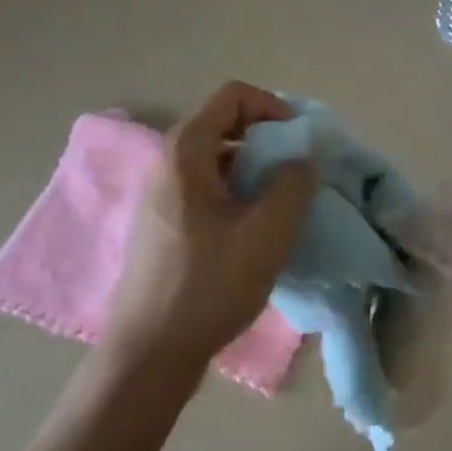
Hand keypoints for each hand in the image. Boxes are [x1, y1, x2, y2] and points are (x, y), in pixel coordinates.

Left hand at [101, 82, 314, 379]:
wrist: (148, 355)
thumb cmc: (209, 285)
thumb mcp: (268, 232)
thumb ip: (295, 184)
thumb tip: (302, 159)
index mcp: (185, 151)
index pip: (233, 95)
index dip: (273, 107)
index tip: (298, 142)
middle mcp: (166, 162)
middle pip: (224, 124)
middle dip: (268, 141)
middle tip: (297, 174)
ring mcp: (159, 194)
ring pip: (217, 159)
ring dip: (255, 170)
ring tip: (280, 205)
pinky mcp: (160, 223)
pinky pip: (205, 187)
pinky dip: (236, 193)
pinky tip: (253, 231)